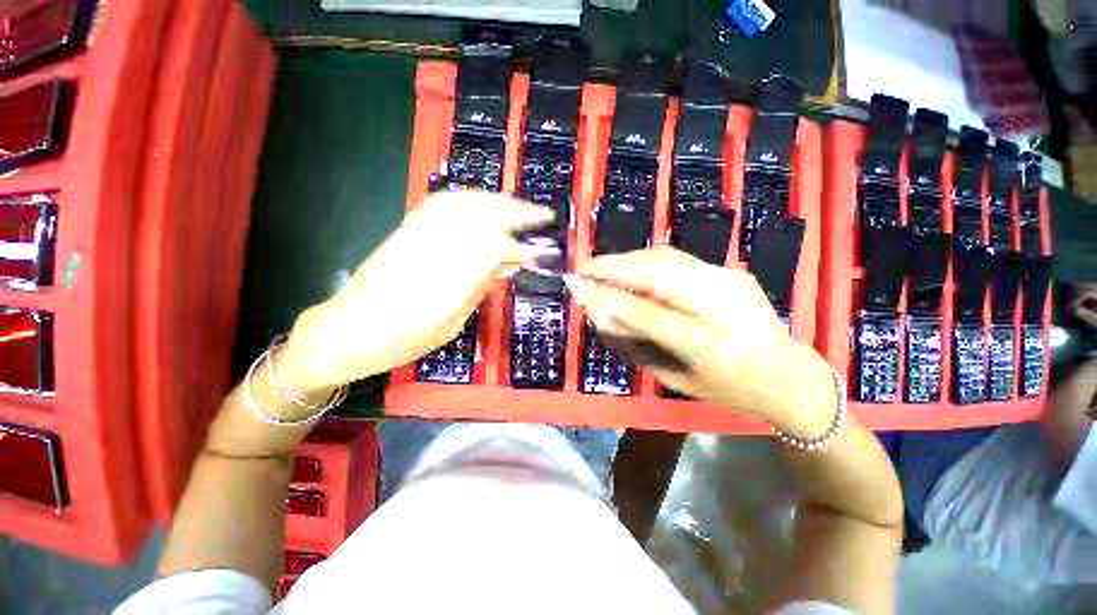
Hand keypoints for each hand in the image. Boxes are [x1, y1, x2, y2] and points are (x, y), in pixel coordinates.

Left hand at [278, 192, 553, 392]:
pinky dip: (471, 200)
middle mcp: (434, 246)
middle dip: (518, 212)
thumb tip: (509, 266)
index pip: (495, 248)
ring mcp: (417, 233)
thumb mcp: (450, 324)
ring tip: (520, 207)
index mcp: (448, 278)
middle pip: (483, 215)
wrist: (345, 330)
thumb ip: (480, 289)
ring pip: (465, 203)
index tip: (538, 256)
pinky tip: (484, 204)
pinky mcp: (407, 228)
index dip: (521, 248)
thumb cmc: (400, 339)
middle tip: (543, 215)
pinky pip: (444, 203)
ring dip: (498, 201)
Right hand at [574, 247, 835, 435]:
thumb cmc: (729, 388)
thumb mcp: (679, 378)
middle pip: (661, 274)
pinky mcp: (732, 271)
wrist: (790, 374)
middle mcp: (725, 308)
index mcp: (713, 347)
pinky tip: (628, 267)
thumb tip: (603, 313)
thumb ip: (640, 345)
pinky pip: (679, 260)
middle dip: (614, 267)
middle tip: (582, 267)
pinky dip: (646, 260)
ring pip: (668, 258)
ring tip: (599, 265)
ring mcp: (732, 282)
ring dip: (627, 259)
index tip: (579, 289)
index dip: (611, 299)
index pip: (651, 315)